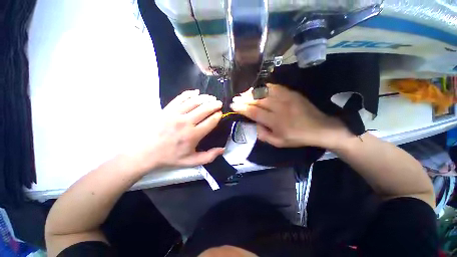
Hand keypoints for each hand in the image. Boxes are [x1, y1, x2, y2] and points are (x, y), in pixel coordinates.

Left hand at [138, 89, 223, 170]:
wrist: (147, 152)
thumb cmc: (171, 157)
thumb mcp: (192, 161)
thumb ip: (209, 156)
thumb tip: (223, 149)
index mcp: (193, 135)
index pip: (210, 121)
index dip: (217, 116)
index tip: (220, 114)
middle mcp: (186, 122)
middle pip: (204, 109)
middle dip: (214, 105)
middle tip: (219, 103)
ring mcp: (175, 114)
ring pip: (194, 101)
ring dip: (205, 98)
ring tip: (211, 97)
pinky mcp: (168, 109)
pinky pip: (181, 98)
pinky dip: (190, 93)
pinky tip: (196, 92)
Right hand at [230, 84, 350, 148]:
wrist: (320, 128)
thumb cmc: (297, 137)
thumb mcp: (278, 143)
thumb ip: (263, 135)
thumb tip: (254, 124)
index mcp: (275, 122)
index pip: (254, 112)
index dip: (242, 108)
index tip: (233, 105)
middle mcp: (279, 108)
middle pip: (257, 100)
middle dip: (244, 98)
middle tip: (235, 98)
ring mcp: (286, 98)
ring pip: (264, 92)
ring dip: (252, 92)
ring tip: (244, 93)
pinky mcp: (291, 93)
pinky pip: (275, 87)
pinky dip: (264, 87)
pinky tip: (258, 89)